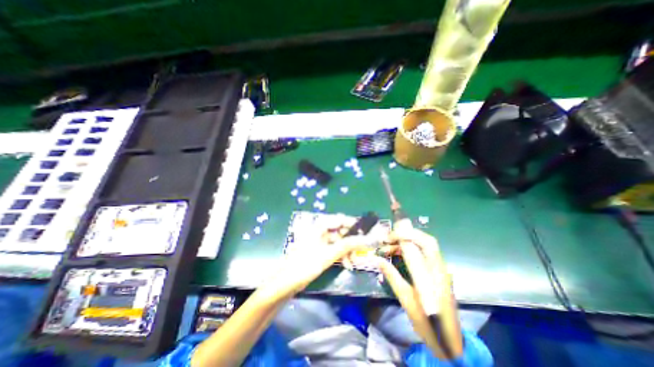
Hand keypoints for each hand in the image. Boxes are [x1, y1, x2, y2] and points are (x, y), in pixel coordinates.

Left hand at [262, 215, 370, 298]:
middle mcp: (320, 231)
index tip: (367, 233)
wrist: (284, 284)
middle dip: (352, 242)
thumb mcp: (328, 255)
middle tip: (362, 252)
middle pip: (341, 231)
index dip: (354, 225)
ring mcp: (319, 241)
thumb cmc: (304, 265)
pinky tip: (346, 265)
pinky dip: (341, 256)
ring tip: (354, 263)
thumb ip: (347, 245)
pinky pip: (334, 250)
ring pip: (339, 242)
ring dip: (347, 251)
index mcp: (319, 226)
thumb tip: (366, 239)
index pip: (341, 219)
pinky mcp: (319, 251)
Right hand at [373, 230, 458, 357]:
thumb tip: (377, 259)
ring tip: (391, 245)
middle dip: (407, 233)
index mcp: (432, 277)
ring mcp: (441, 269)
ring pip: (427, 245)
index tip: (387, 238)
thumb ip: (392, 276)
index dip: (403, 237)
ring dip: (409, 240)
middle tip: (390, 238)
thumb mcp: (406, 300)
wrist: (450, 341)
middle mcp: (439, 269)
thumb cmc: (427, 323)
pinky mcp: (439, 271)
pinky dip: (412, 247)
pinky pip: (426, 252)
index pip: (419, 247)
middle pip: (427, 240)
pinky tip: (400, 252)